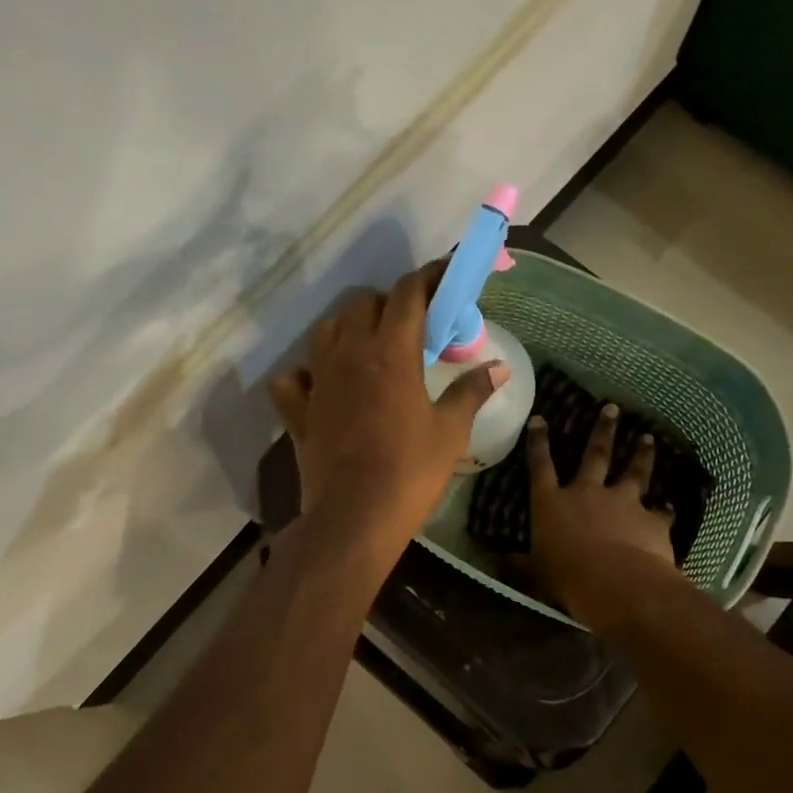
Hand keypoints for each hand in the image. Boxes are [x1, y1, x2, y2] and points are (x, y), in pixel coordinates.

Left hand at [268, 264, 505, 560]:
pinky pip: (292, 378)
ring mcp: (318, 380)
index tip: (445, 275)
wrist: (355, 518)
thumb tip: (499, 368)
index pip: (408, 294)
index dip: (429, 277)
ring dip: (348, 328)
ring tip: (369, 347)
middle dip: (389, 303)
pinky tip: (321, 385)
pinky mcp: (298, 411)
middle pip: (363, 303)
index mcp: (391, 352)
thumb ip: (471, 392)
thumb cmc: (410, 472)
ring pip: (325, 330)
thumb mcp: (450, 432)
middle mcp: (349, 354)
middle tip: (413, 326)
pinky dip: (305, 374)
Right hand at [525, 404, 680, 623]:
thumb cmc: (567, 577)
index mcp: (552, 503)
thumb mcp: (536, 573)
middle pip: (595, 455)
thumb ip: (522, 564)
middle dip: (603, 430)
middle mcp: (587, 493)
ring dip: (641, 454)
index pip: (540, 466)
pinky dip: (665, 509)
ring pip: (634, 471)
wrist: (618, 583)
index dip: (538, 442)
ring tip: (648, 438)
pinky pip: (661, 511)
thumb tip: (500, 561)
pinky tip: (671, 506)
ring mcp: (622, 502)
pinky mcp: (651, 518)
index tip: (540, 419)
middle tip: (612, 408)